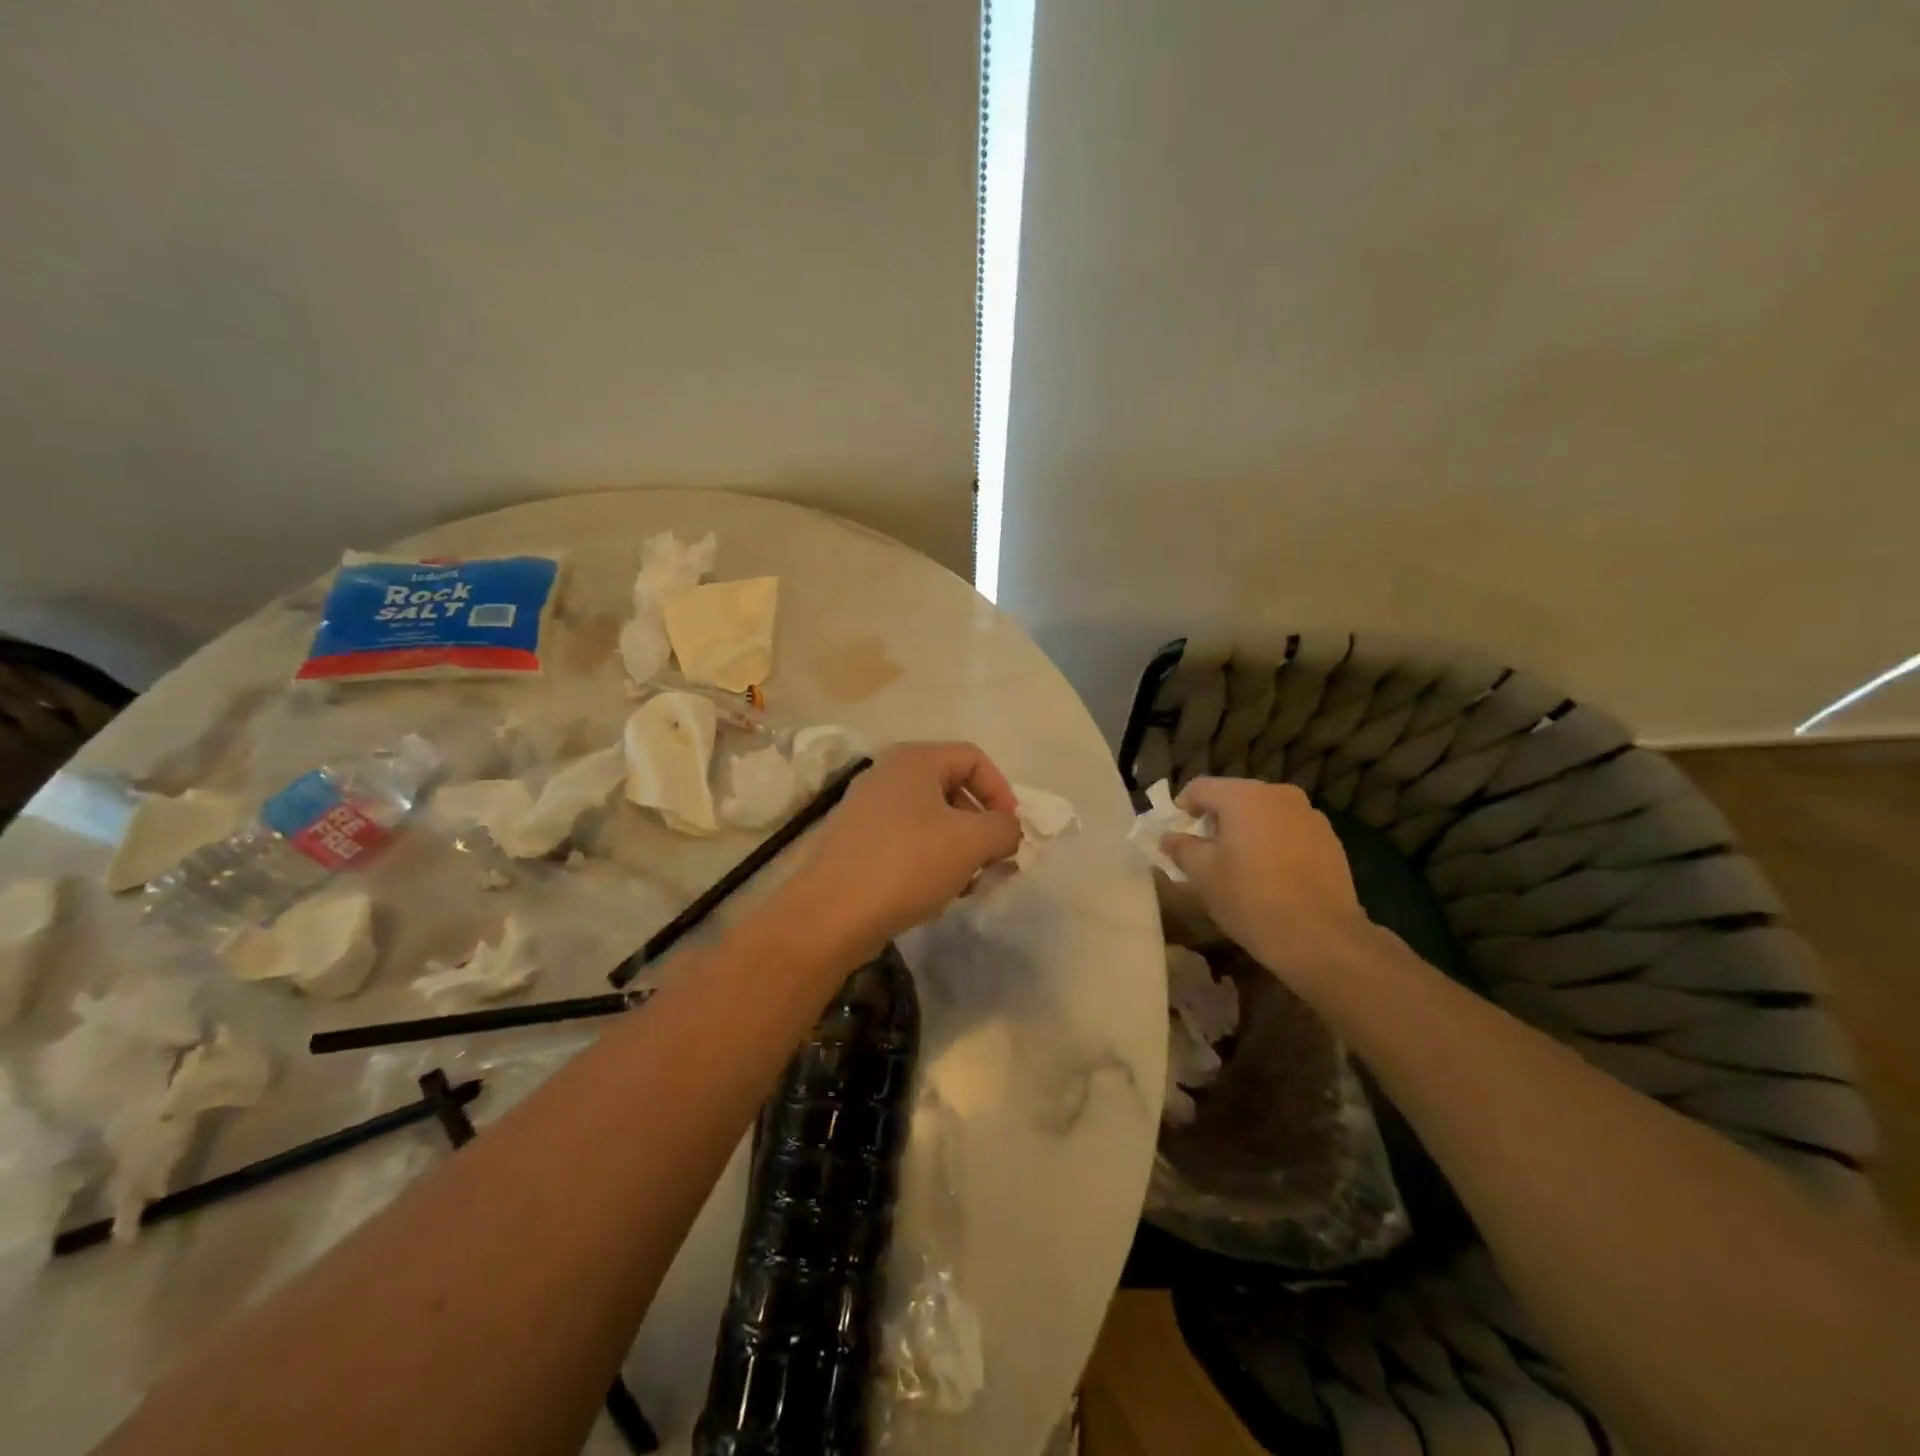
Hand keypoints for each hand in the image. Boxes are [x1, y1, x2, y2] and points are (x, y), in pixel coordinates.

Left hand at [783, 742, 1021, 959]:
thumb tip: (1007, 831)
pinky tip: (935, 892)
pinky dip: (929, 859)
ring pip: (930, 818)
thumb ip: (1004, 828)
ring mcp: (867, 808)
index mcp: (914, 760)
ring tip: (966, 883)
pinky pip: (906, 839)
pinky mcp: (856, 841)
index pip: (973, 758)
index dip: (1001, 792)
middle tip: (993, 862)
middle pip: (952, 788)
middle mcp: (887, 774)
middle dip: (980, 825)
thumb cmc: (906, 864)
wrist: (829, 914)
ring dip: (958, 847)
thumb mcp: (971, 842)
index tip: (1011, 833)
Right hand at [1163, 777, 1370, 994]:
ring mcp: (1309, 815)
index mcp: (1244, 796)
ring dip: (1247, 830)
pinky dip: (1274, 843)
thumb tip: (1169, 838)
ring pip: (1265, 813)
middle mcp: (1279, 794)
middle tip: (1206, 851)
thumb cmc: (1250, 898)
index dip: (1182, 808)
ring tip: (1241, 865)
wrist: (1320, 937)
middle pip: (1235, 796)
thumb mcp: (1202, 875)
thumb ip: (1181, 848)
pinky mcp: (1330, 839)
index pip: (1200, 788)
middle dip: (1216, 819)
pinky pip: (1289, 830)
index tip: (1177, 835)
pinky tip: (1272, 875)